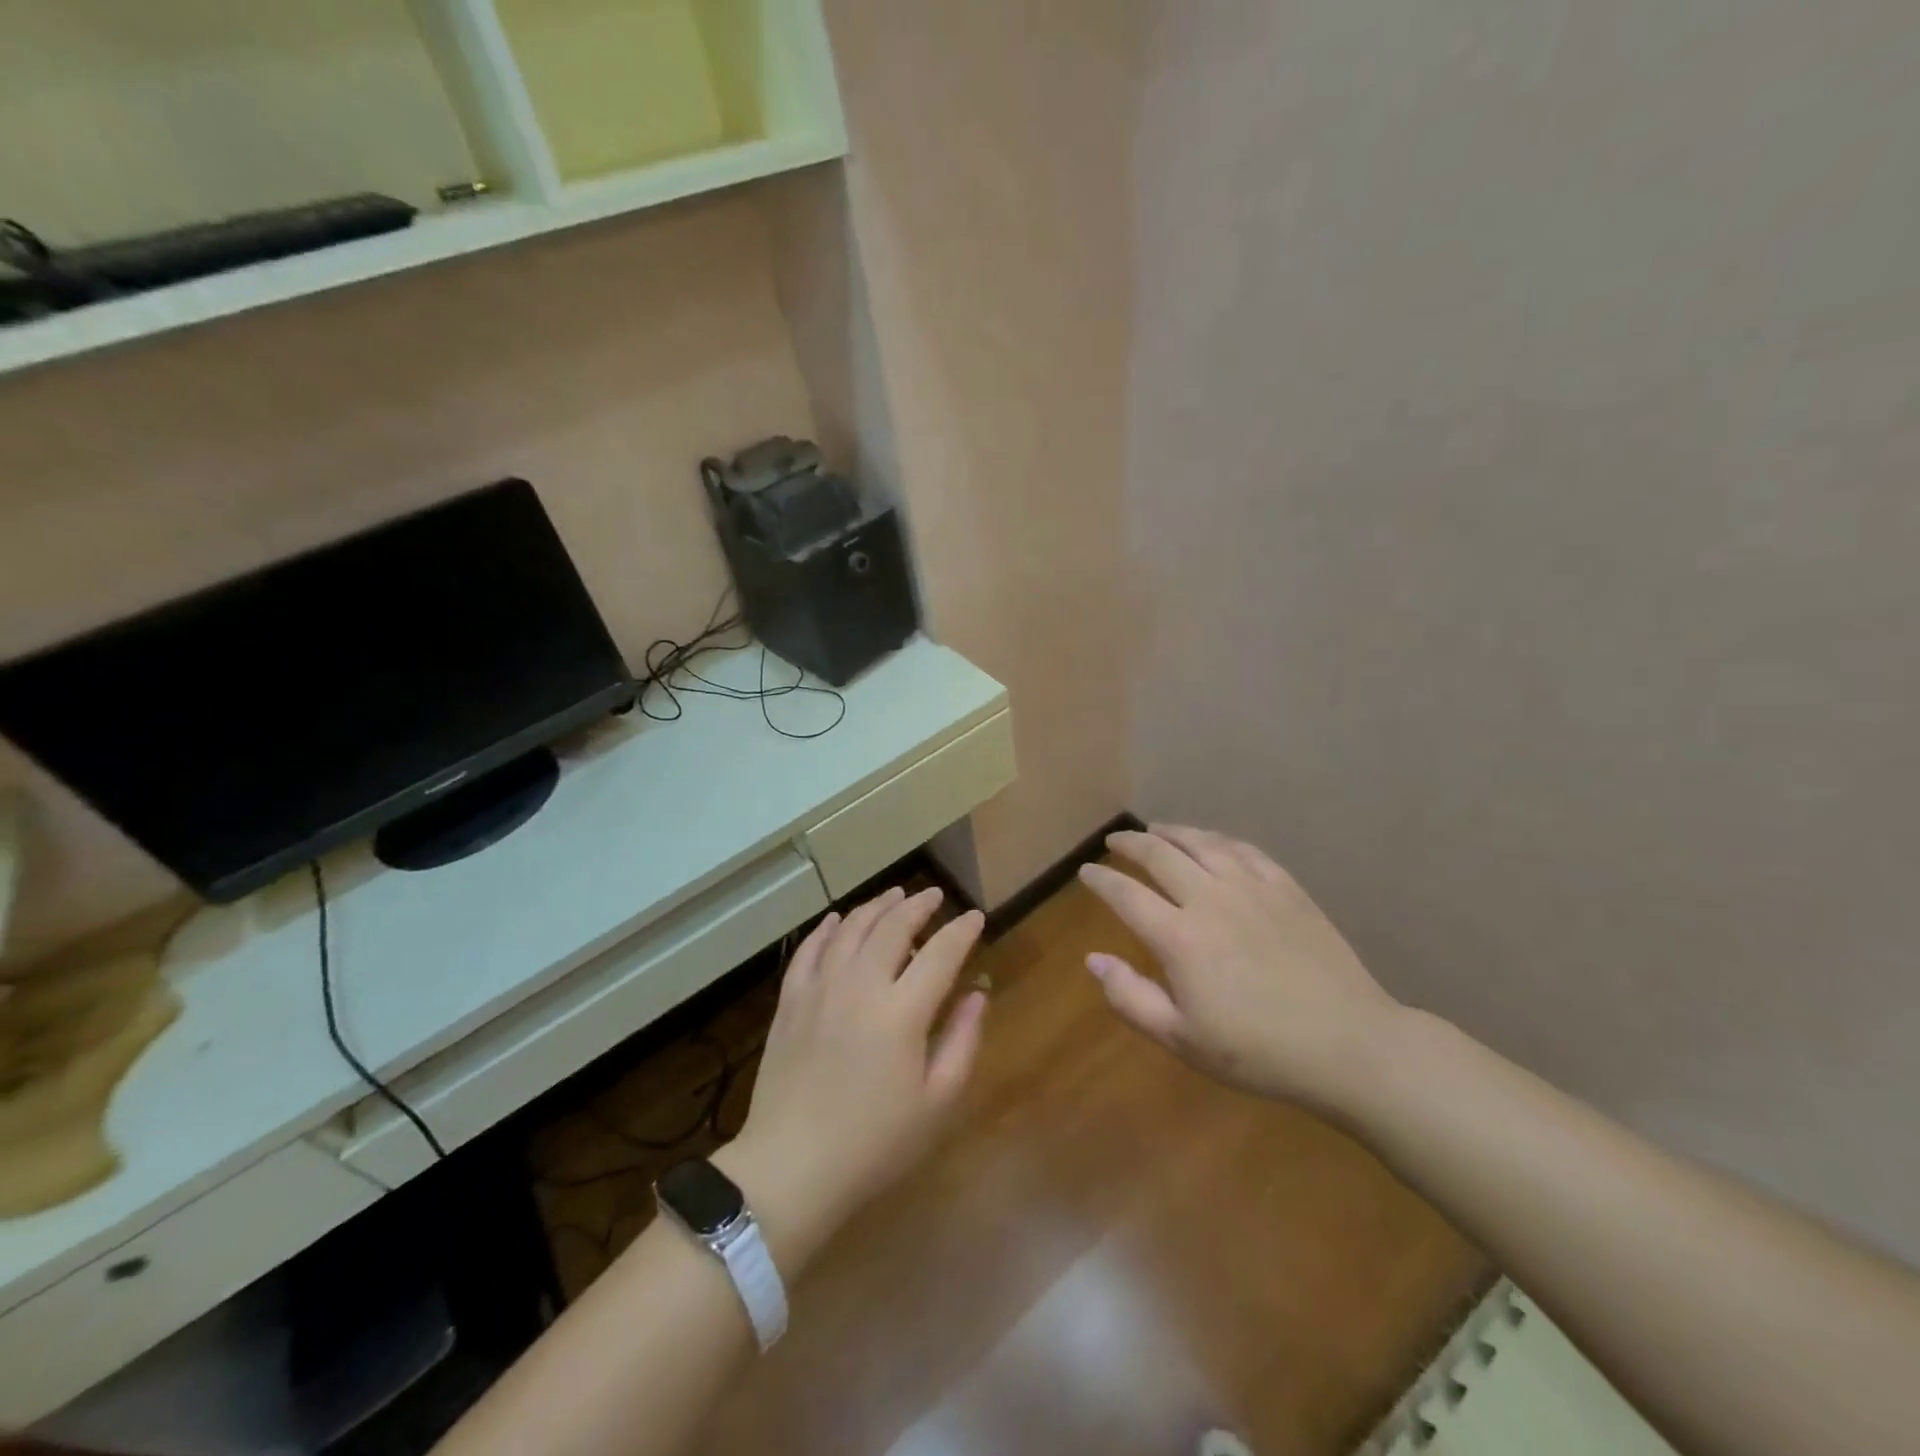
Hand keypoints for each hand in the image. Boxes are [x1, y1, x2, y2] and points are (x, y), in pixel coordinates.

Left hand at [719, 888, 986, 1271]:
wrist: (791, 1167)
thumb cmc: (875, 1143)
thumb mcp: (937, 1102)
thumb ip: (962, 1040)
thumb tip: (977, 993)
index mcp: (902, 1012)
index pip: (940, 953)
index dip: (961, 930)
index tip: (976, 917)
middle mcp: (860, 985)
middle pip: (892, 927)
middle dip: (919, 905)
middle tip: (935, 896)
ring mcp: (820, 989)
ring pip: (851, 928)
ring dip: (876, 906)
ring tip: (895, 895)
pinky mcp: (790, 1001)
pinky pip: (810, 949)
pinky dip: (827, 928)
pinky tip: (837, 919)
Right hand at [1078, 825, 1402, 1116]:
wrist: (1348, 1044)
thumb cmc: (1258, 1051)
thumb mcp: (1182, 1039)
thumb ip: (1130, 997)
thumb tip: (1093, 959)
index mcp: (1179, 937)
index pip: (1126, 894)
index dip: (1101, 879)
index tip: (1086, 871)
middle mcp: (1210, 899)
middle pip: (1159, 854)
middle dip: (1131, 843)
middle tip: (1114, 841)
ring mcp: (1252, 887)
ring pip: (1201, 842)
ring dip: (1171, 832)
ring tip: (1156, 829)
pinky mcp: (1286, 887)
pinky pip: (1243, 849)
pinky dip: (1217, 839)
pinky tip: (1212, 842)